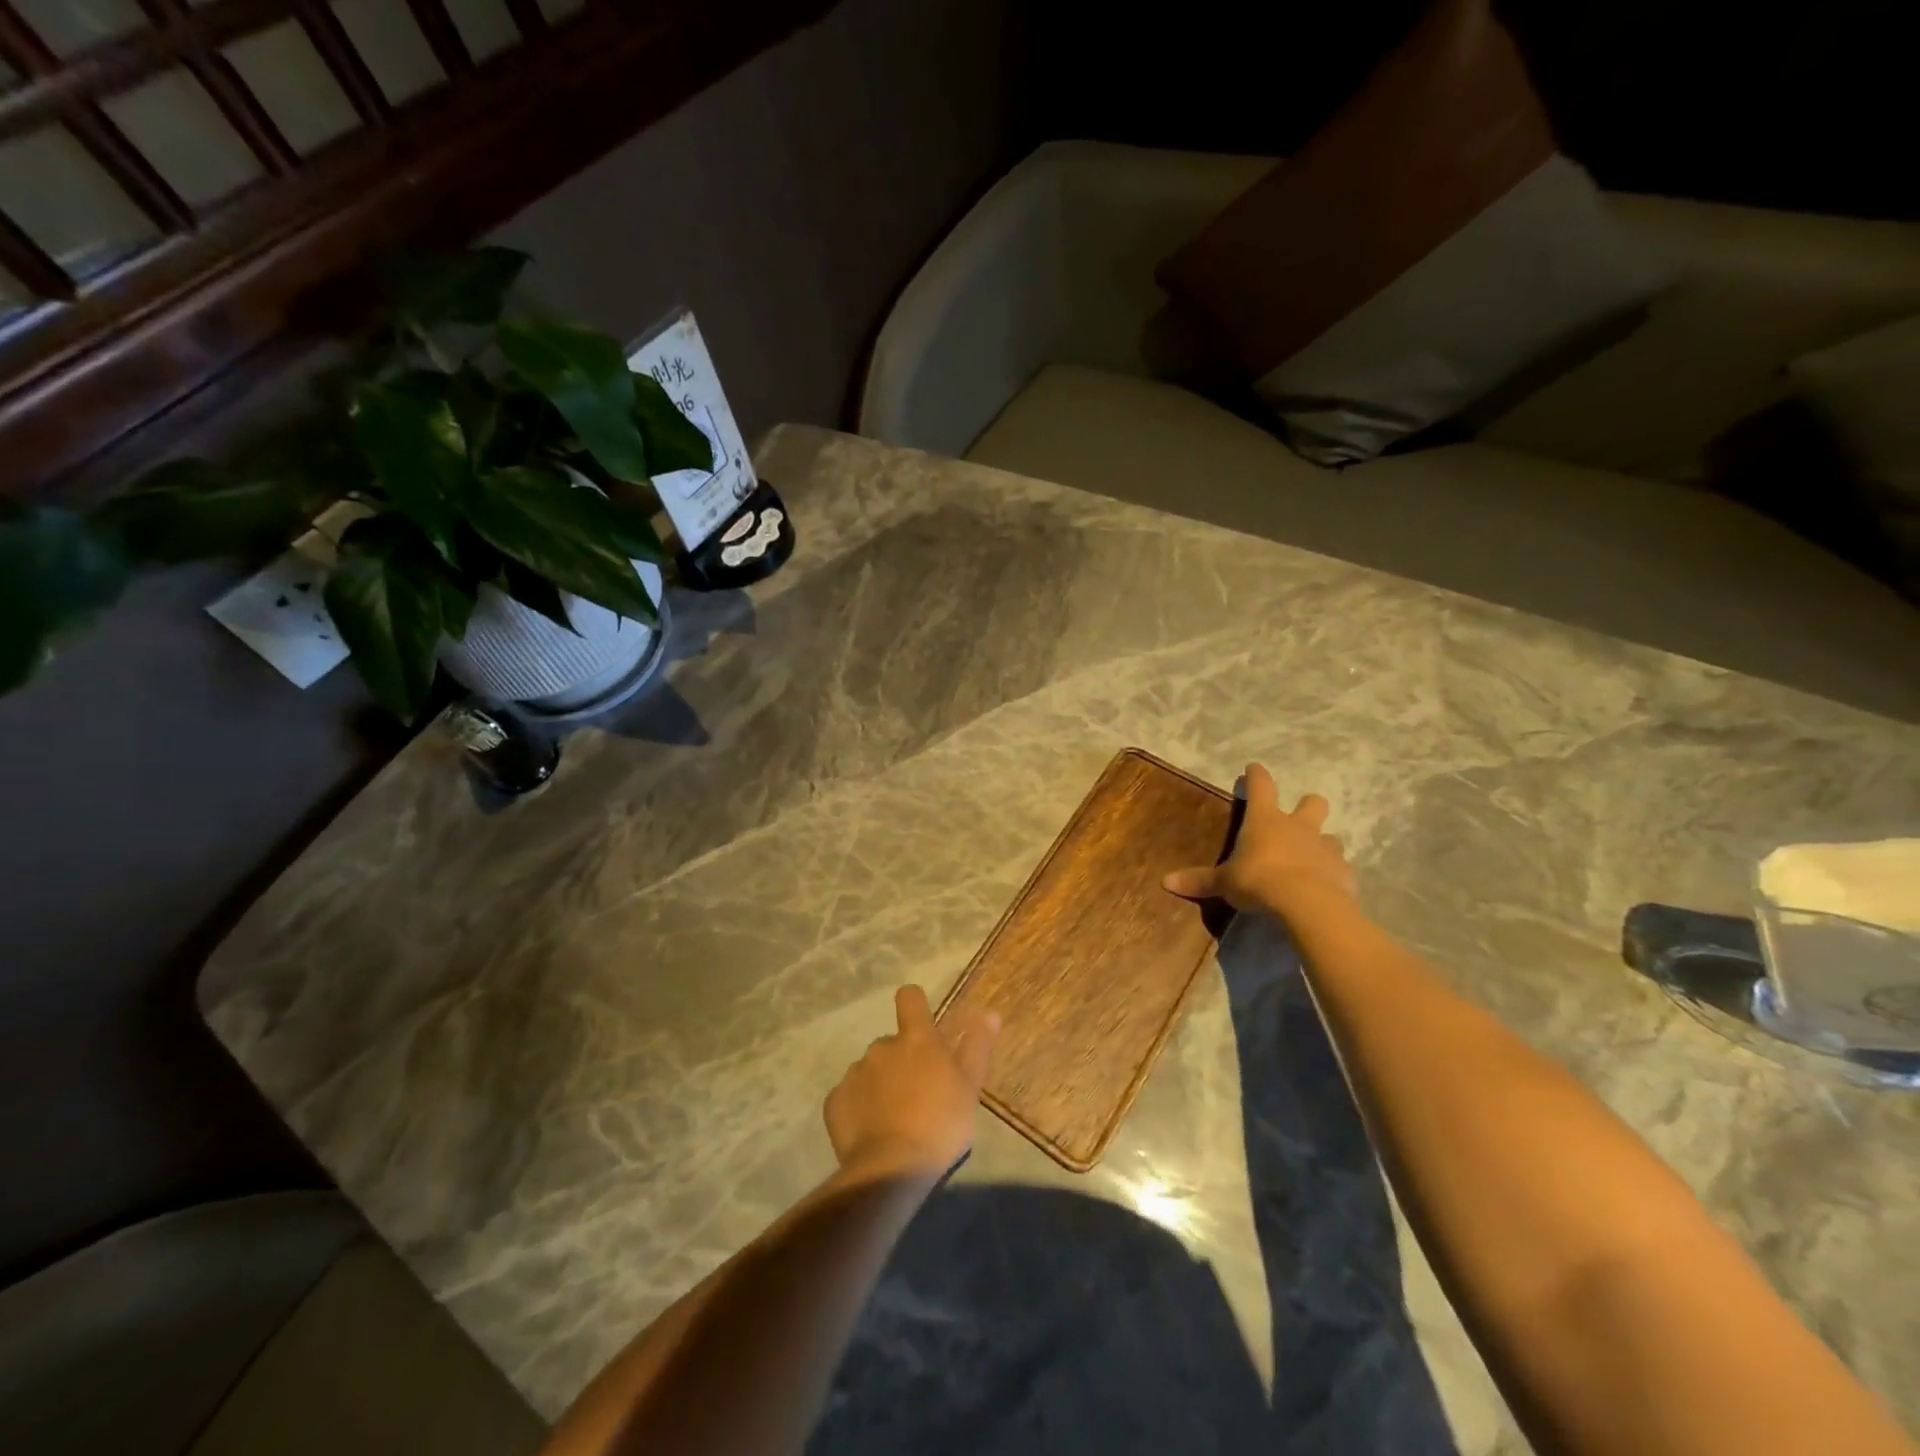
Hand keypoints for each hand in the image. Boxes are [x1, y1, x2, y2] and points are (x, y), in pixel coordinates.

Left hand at [825, 987, 999, 1183]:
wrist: (891, 1169)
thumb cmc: (940, 1123)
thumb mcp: (970, 1087)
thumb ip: (977, 1046)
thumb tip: (989, 1013)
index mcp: (916, 1039)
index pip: (910, 998)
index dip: (914, 1005)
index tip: (922, 1023)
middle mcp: (882, 1047)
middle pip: (892, 1043)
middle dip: (902, 1061)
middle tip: (918, 1094)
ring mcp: (855, 1072)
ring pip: (870, 1070)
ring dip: (881, 1084)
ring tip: (894, 1118)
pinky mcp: (835, 1101)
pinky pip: (849, 1096)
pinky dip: (859, 1107)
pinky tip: (871, 1131)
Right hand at [1162, 764, 1356, 919]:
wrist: (1308, 904)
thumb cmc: (1259, 881)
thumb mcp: (1225, 882)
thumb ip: (1200, 881)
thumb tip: (1165, 881)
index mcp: (1265, 820)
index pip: (1261, 786)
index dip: (1256, 776)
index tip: (1254, 768)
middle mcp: (1298, 827)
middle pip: (1312, 803)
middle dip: (1307, 805)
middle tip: (1298, 816)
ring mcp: (1325, 847)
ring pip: (1331, 836)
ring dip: (1321, 843)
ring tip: (1310, 859)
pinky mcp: (1344, 872)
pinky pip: (1339, 867)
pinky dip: (1332, 873)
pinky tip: (1325, 887)